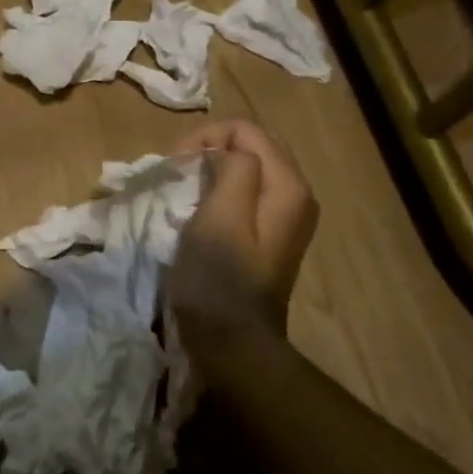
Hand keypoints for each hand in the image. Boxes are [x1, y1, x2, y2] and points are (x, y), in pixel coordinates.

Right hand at [169, 119, 317, 330]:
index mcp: (288, 186)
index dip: (206, 137)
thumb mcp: (220, 217)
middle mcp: (297, 195)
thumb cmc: (219, 281)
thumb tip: (228, 155)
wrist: (234, 344)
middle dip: (211, 149)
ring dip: (214, 170)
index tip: (175, 166)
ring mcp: (287, 218)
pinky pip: (248, 194)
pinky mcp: (272, 236)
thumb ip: (233, 170)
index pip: (247, 130)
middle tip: (177, 173)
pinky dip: (221, 190)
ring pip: (250, 169)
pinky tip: (201, 209)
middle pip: (254, 145)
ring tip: (184, 188)